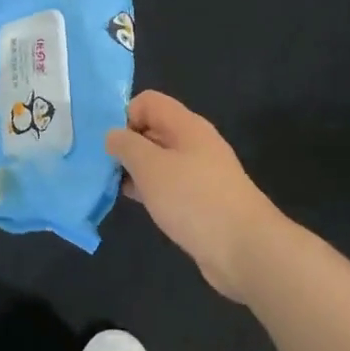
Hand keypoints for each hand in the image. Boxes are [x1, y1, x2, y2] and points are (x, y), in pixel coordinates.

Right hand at [105, 91, 284, 302]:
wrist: (245, 249)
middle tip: (104, 169)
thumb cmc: (193, 199)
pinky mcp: (201, 201)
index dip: (125, 116)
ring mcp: (200, 173)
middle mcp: (195, 144)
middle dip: (126, 145)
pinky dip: (150, 191)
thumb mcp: (150, 166)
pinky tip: (138, 205)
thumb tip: (113, 135)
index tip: (112, 146)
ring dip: (136, 171)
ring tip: (114, 188)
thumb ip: (126, 145)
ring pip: (159, 160)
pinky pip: (169, 185)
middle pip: (153, 130)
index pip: (148, 102)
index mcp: (186, 126)